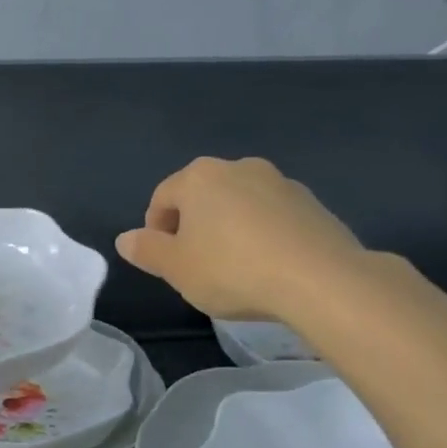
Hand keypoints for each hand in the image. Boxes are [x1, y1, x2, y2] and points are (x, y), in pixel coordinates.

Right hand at [115, 157, 367, 321]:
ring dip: (229, 228)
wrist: (321, 280)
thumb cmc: (233, 270)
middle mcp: (238, 168)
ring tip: (234, 267)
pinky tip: (268, 266)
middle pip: (202, 196)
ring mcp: (280, 182)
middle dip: (193, 226)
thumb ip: (147, 251)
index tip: (164, 261)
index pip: (162, 198)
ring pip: (238, 204)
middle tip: (195, 264)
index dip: (155, 230)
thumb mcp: (177, 268)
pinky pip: (272, 216)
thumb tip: (125, 239)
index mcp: (199, 177)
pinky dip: (262, 234)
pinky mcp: (311, 203)